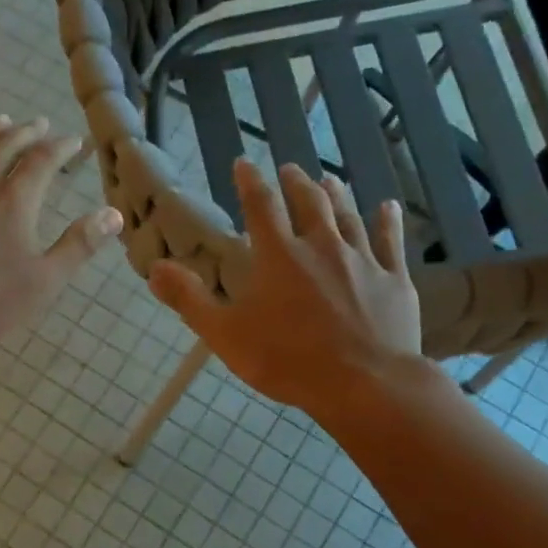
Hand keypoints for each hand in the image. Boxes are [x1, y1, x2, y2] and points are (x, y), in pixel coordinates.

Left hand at [0, 116, 123, 344]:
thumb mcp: (42, 282)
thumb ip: (78, 246)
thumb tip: (113, 214)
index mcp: (15, 198)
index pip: (44, 160)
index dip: (62, 148)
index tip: (75, 142)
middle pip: (7, 145)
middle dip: (27, 133)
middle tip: (40, 125)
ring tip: (2, 122)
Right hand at [148, 158, 430, 421]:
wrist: (364, 383)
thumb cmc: (287, 360)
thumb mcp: (225, 334)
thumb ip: (189, 299)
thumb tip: (154, 268)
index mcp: (279, 256)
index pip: (261, 206)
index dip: (250, 182)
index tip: (244, 163)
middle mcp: (322, 246)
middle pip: (309, 203)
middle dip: (296, 183)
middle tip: (290, 170)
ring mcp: (362, 260)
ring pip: (348, 216)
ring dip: (337, 195)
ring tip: (330, 180)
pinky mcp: (393, 279)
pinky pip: (391, 242)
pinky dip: (388, 221)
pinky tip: (388, 207)